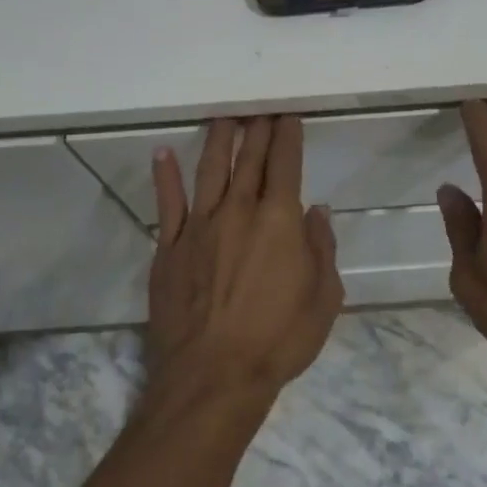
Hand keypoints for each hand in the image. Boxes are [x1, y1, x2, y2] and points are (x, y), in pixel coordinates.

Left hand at [145, 116, 343, 403]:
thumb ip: (321, 249)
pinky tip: (162, 154)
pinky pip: (168, 204)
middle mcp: (239, 211)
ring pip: (210, 170)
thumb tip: (317, 212)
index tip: (288, 116)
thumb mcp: (324, 298)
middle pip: (249, 159)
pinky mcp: (169, 248)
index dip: (288, 137)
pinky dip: (166, 177)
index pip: (285, 164)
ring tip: (223, 117)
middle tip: (260, 109)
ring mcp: (200, 226)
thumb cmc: (278, 340)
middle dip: (257, 130)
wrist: (212, 377)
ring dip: (217, 140)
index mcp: (279, 220)